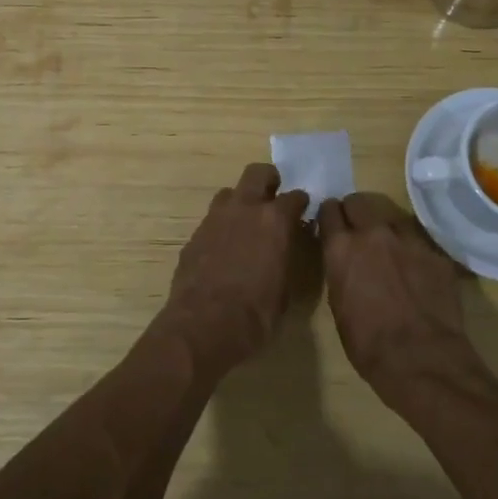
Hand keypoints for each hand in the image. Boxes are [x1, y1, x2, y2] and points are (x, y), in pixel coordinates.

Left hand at [157, 163, 309, 378]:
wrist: (203, 325)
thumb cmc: (256, 315)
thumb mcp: (286, 289)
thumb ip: (287, 258)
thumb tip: (286, 248)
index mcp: (275, 221)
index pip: (295, 197)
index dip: (301, 203)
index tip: (302, 211)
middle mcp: (245, 209)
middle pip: (257, 173)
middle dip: (268, 180)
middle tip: (273, 196)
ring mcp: (215, 218)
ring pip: (230, 192)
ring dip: (240, 201)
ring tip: (246, 222)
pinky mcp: (194, 234)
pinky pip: (212, 219)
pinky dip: (222, 226)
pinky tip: (224, 248)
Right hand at [320, 193, 481, 404]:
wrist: (422, 360)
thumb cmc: (368, 344)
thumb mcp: (338, 305)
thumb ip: (340, 270)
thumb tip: (344, 260)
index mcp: (342, 248)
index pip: (329, 210)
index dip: (329, 217)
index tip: (331, 225)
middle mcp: (373, 233)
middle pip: (359, 201)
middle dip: (354, 212)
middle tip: (357, 230)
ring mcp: (408, 239)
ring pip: (391, 216)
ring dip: (385, 228)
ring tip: (389, 250)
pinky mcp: (435, 253)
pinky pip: (418, 241)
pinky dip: (412, 251)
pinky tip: (415, 272)